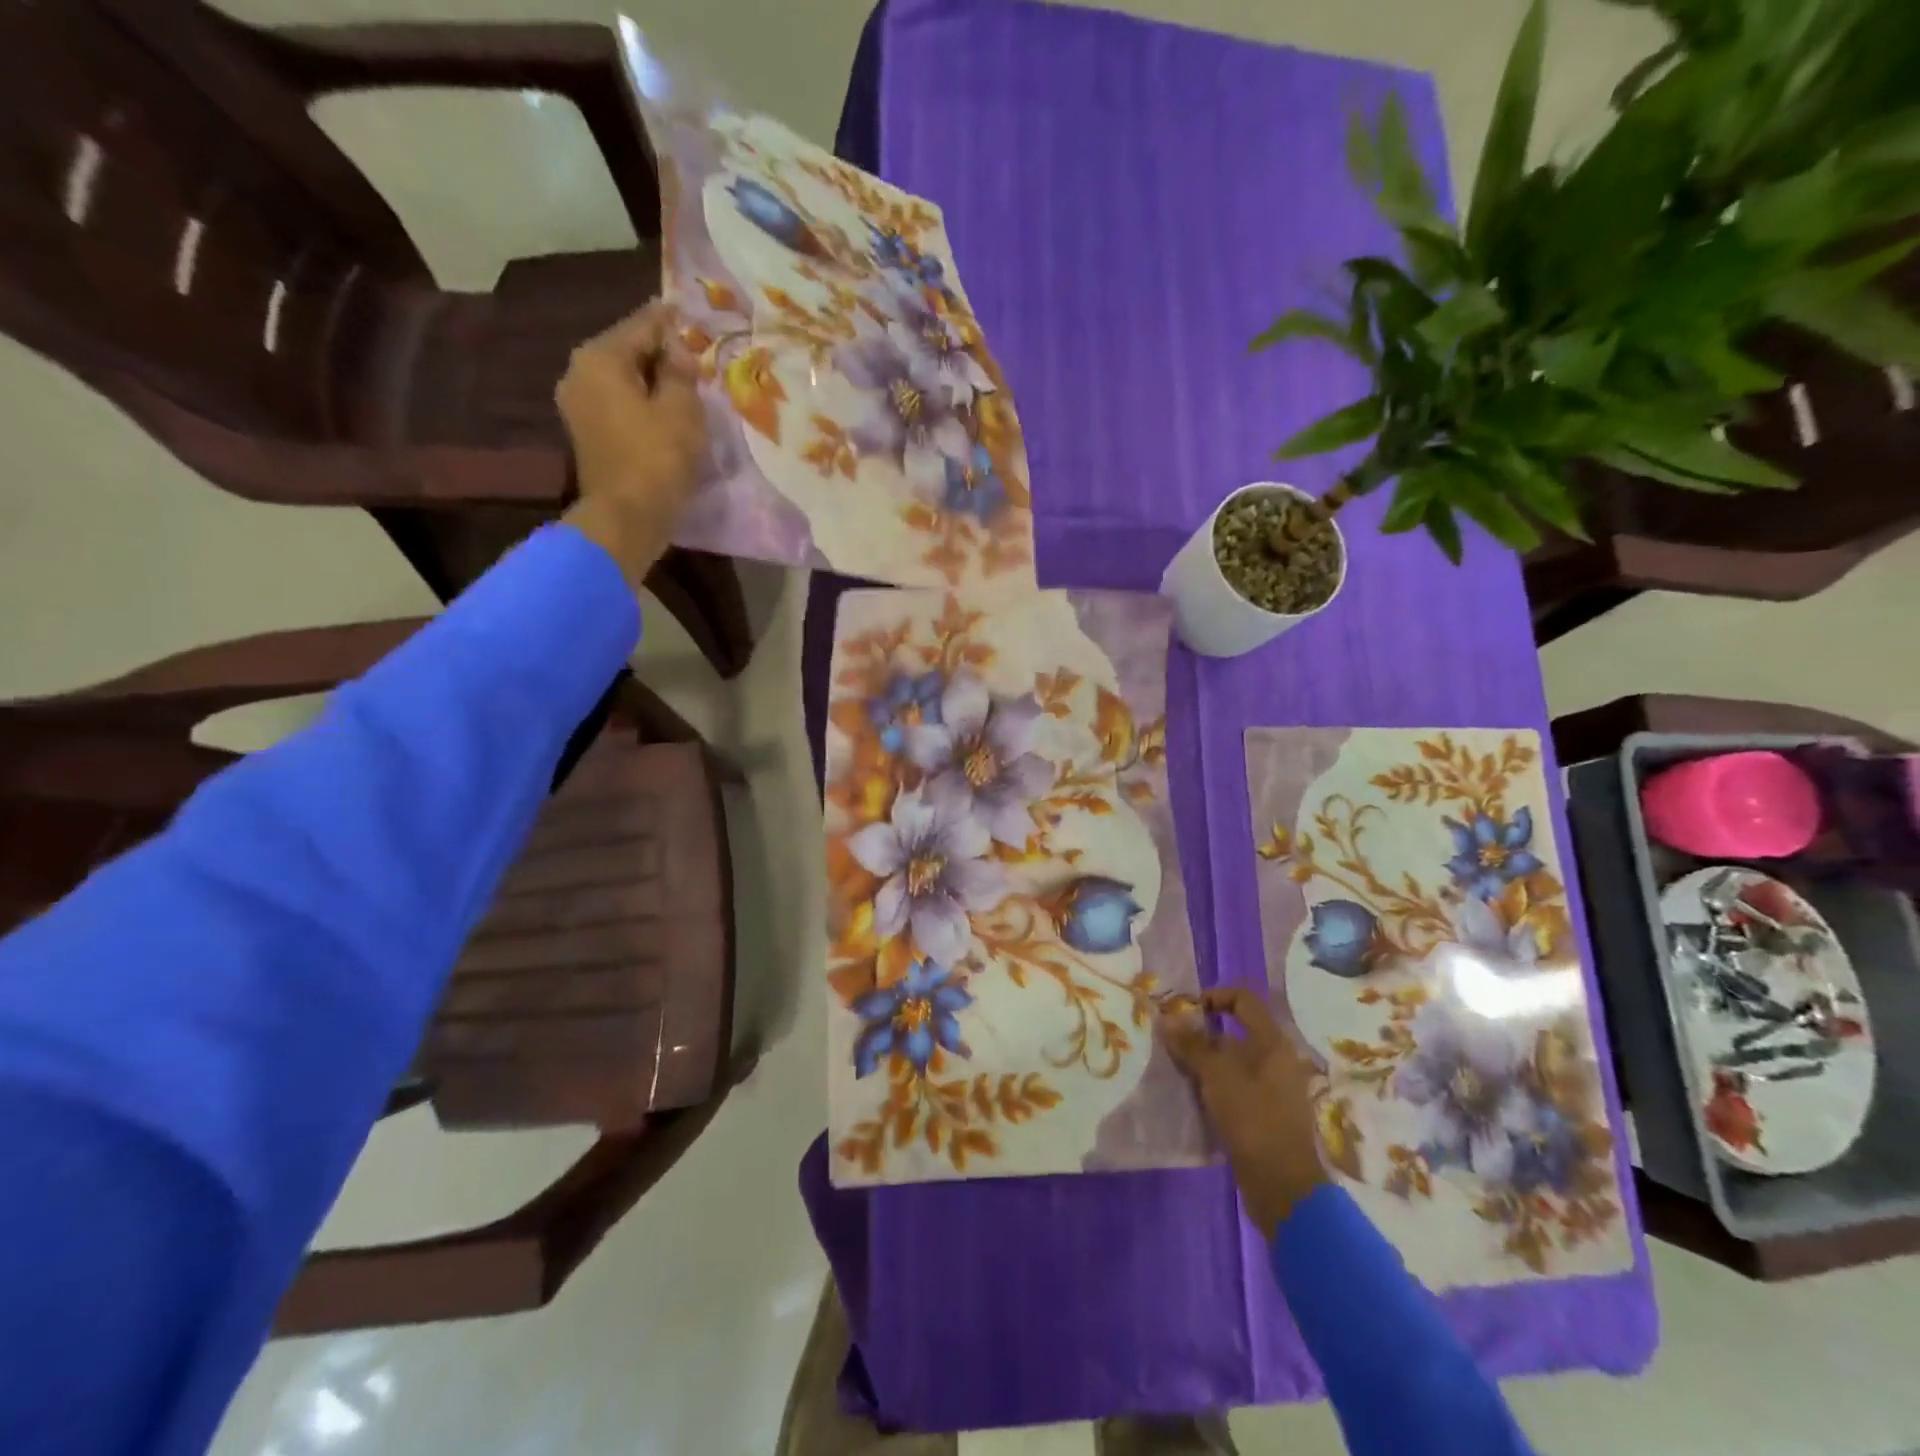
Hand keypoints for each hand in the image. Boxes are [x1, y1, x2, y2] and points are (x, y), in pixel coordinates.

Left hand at [557, 300, 707, 583]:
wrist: (626, 518)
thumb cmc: (657, 459)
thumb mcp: (681, 410)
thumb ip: (680, 371)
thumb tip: (677, 349)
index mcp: (600, 358)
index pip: (641, 325)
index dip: (669, 319)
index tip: (687, 309)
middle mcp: (580, 373)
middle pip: (628, 351)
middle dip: (660, 351)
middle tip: (693, 351)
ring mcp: (579, 405)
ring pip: (624, 380)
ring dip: (653, 380)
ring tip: (685, 383)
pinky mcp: (588, 434)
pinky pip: (621, 405)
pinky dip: (643, 403)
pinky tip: (667, 410)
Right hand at [1160, 987, 1328, 1234]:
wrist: (1283, 1186)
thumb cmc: (1253, 1119)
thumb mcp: (1216, 1076)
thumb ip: (1191, 1045)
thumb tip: (1166, 1019)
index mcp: (1272, 1042)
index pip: (1243, 999)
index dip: (1213, 996)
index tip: (1186, 1011)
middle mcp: (1276, 1059)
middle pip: (1236, 1030)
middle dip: (1202, 1032)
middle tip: (1173, 1041)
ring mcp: (1273, 1087)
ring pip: (1234, 1060)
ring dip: (1205, 1059)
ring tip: (1177, 1067)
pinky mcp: (1265, 1112)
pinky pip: (1236, 1084)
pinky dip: (1214, 1082)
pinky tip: (1193, 1093)